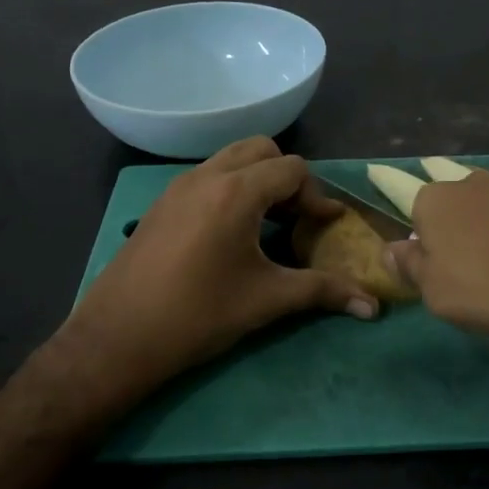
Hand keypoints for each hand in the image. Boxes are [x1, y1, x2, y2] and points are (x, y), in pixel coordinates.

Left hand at [50, 139, 377, 412]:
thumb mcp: (266, 301)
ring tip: (267, 224)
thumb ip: (323, 293)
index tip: (325, 226)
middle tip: (296, 218)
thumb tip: (372, 308)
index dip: (316, 195)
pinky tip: (230, 234)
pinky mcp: (162, 203)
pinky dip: (230, 188)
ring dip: (256, 179)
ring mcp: (178, 186)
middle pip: (261, 150)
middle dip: (287, 177)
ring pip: (230, 159)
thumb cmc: (198, 315)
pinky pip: (207, 176)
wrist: (117, 338)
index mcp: (236, 192)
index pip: (292, 169)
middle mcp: (207, 176)